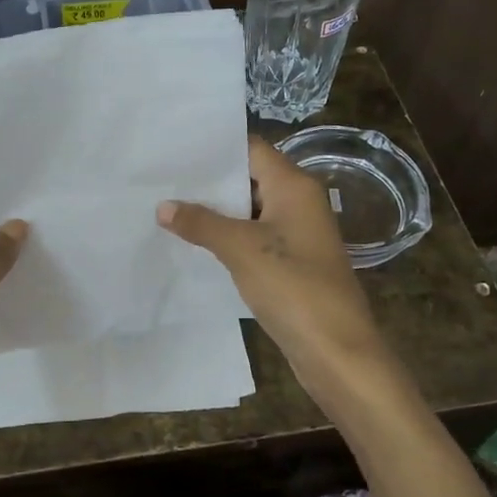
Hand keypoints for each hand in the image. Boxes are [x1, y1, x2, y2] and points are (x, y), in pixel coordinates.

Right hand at [158, 135, 392, 403]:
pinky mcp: (290, 263)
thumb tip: (163, 206)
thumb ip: (201, 223)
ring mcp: (296, 235)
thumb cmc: (293, 286)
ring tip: (166, 207)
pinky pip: (253, 239)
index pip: (251, 149)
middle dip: (208, 181)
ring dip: (214, 212)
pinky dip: (227, 238)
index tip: (174, 149)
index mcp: (294, 186)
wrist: (336, 349)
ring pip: (248, 211)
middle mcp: (298, 202)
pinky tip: (193, 243)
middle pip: (249, 178)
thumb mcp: (241, 249)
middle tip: (161, 179)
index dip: (214, 148)